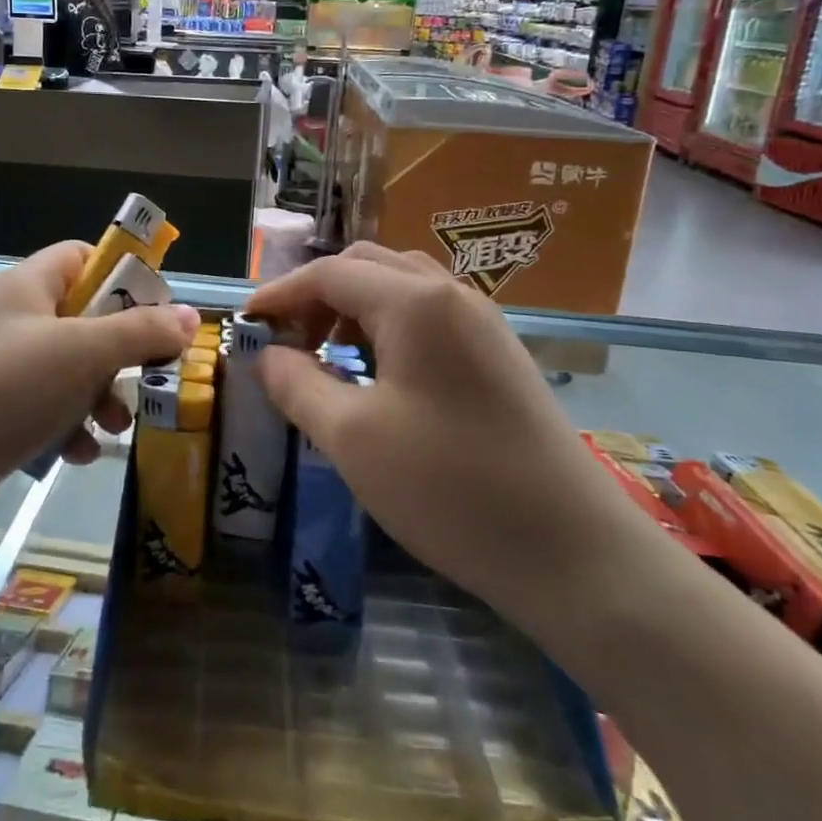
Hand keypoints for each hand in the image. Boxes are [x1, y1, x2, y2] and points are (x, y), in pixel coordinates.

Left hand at [0, 241, 199, 486]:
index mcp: (26, 286)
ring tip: (115, 427)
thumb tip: (188, 316)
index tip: (156, 311)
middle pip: (82, 318)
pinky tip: (78, 455)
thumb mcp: (83, 354)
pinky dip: (68, 427)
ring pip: (68, 369)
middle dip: (119, 351)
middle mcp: (11, 319)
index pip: (81, 257)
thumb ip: (140, 331)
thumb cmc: (7, 391)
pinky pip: (45, 408)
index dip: (122, 276)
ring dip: (99, 395)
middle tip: (148, 376)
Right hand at [245, 244, 653, 632]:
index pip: (328, 273)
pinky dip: (388, 328)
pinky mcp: (499, 356)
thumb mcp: (352, 438)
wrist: (575, 553)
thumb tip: (267, 355)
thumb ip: (297, 384)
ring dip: (353, 309)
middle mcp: (452, 295)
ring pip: (400, 289)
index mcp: (415, 302)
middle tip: (288, 343)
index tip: (246, 326)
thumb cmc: (450, 488)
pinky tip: (378, 378)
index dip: (279, 294)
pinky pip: (429, 317)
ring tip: (328, 358)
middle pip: (366, 267)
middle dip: (316, 296)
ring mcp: (483, 324)